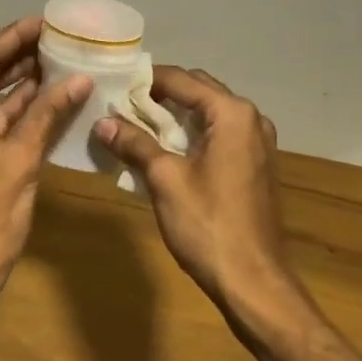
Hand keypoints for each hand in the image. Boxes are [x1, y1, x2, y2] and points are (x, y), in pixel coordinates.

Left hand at [0, 17, 92, 298]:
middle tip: (46, 35)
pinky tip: (42, 93)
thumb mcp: (20, 158)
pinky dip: (11, 105)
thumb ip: (47, 113)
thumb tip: (79, 78)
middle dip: (8, 50)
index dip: (12, 37)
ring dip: (11, 76)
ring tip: (50, 56)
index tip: (44, 20)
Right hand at [96, 67, 297, 316]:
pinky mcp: (256, 166)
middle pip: (198, 91)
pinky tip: (165, 152)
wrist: (253, 280)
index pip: (181, 80)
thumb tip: (102, 122)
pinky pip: (219, 136)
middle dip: (160, 96)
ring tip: (136, 126)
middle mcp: (251, 119)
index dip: (145, 80)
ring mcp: (258, 143)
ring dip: (175, 117)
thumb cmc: (208, 225)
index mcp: (232, 114)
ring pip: (209, 115)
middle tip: (121, 105)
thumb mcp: (164, 179)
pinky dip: (192, 136)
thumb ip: (135, 143)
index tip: (113, 84)